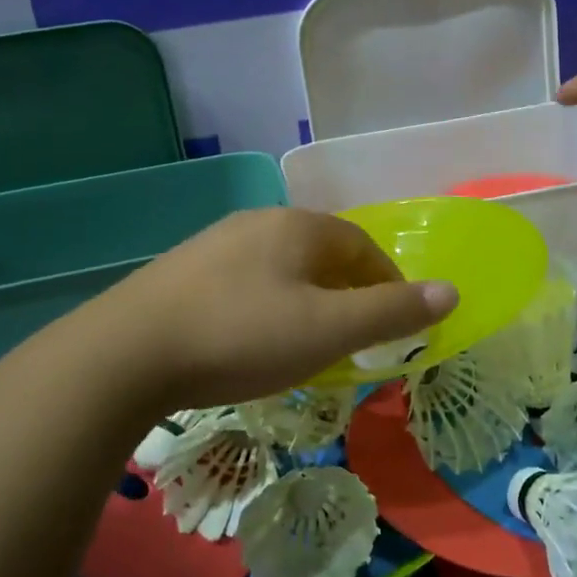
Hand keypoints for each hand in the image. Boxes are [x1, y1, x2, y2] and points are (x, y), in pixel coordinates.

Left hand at [90, 207, 458, 413]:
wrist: (126, 354)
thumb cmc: (241, 336)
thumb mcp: (328, 330)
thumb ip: (391, 312)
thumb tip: (451, 292)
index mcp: (299, 226)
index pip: (363, 246)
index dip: (388, 284)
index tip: (396, 325)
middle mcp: (258, 223)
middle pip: (322, 254)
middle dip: (348, 292)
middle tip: (357, 337)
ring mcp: (215, 245)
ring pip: (282, 268)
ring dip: (307, 300)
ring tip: (309, 342)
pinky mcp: (182, 273)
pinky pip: (245, 283)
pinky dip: (267, 307)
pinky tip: (252, 340)